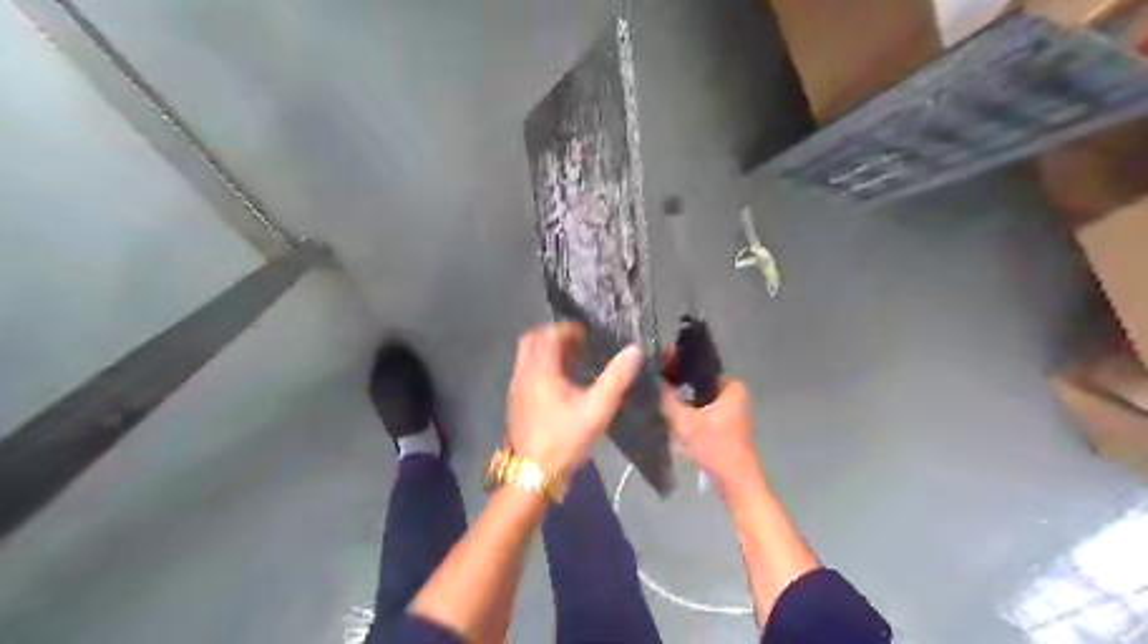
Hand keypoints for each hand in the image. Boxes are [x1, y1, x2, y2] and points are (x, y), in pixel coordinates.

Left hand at [506, 324, 641, 479]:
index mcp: (540, 370)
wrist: (534, 475)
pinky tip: (562, 385)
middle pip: (532, 341)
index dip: (567, 329)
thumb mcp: (597, 409)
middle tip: (579, 345)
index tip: (587, 334)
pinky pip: (527, 373)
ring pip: (528, 358)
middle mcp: (523, 374)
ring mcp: (516, 389)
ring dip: (548, 353)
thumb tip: (634, 350)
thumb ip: (616, 378)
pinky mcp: (516, 403)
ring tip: (574, 363)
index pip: (548, 334)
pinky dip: (542, 368)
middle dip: (554, 338)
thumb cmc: (565, 439)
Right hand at [660, 378, 759, 492]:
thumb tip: (650, 377)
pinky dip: (690, 411)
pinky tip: (672, 416)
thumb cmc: (714, 448)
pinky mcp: (726, 423)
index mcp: (732, 385)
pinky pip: (703, 409)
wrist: (735, 482)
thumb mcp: (685, 422)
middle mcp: (735, 392)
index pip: (698, 368)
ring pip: (699, 397)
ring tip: (659, 400)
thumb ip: (666, 399)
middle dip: (678, 385)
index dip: (676, 367)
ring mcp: (732, 408)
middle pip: (697, 383)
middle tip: (655, 387)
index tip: (656, 370)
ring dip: (682, 400)